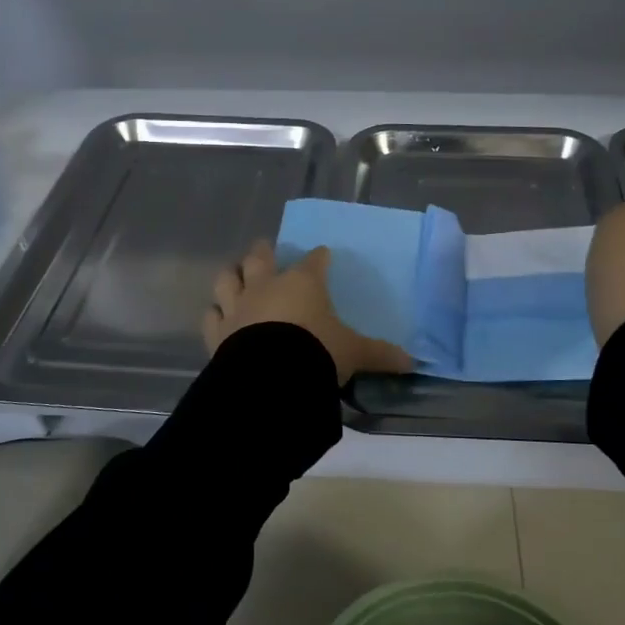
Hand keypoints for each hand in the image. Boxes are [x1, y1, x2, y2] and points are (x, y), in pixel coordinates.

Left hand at [203, 240, 415, 385]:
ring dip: (232, 275)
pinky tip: (216, 313)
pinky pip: (211, 315)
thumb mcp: (354, 353)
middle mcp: (267, 286)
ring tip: (235, 273)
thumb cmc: (317, 352)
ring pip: (228, 279)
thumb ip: (380, 354)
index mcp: (303, 283)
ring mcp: (238, 306)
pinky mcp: (218, 331)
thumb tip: (413, 362)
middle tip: (265, 247)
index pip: (314, 261)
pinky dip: (214, 312)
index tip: (322, 254)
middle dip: (263, 252)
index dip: (319, 257)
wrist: (271, 377)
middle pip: (260, 259)